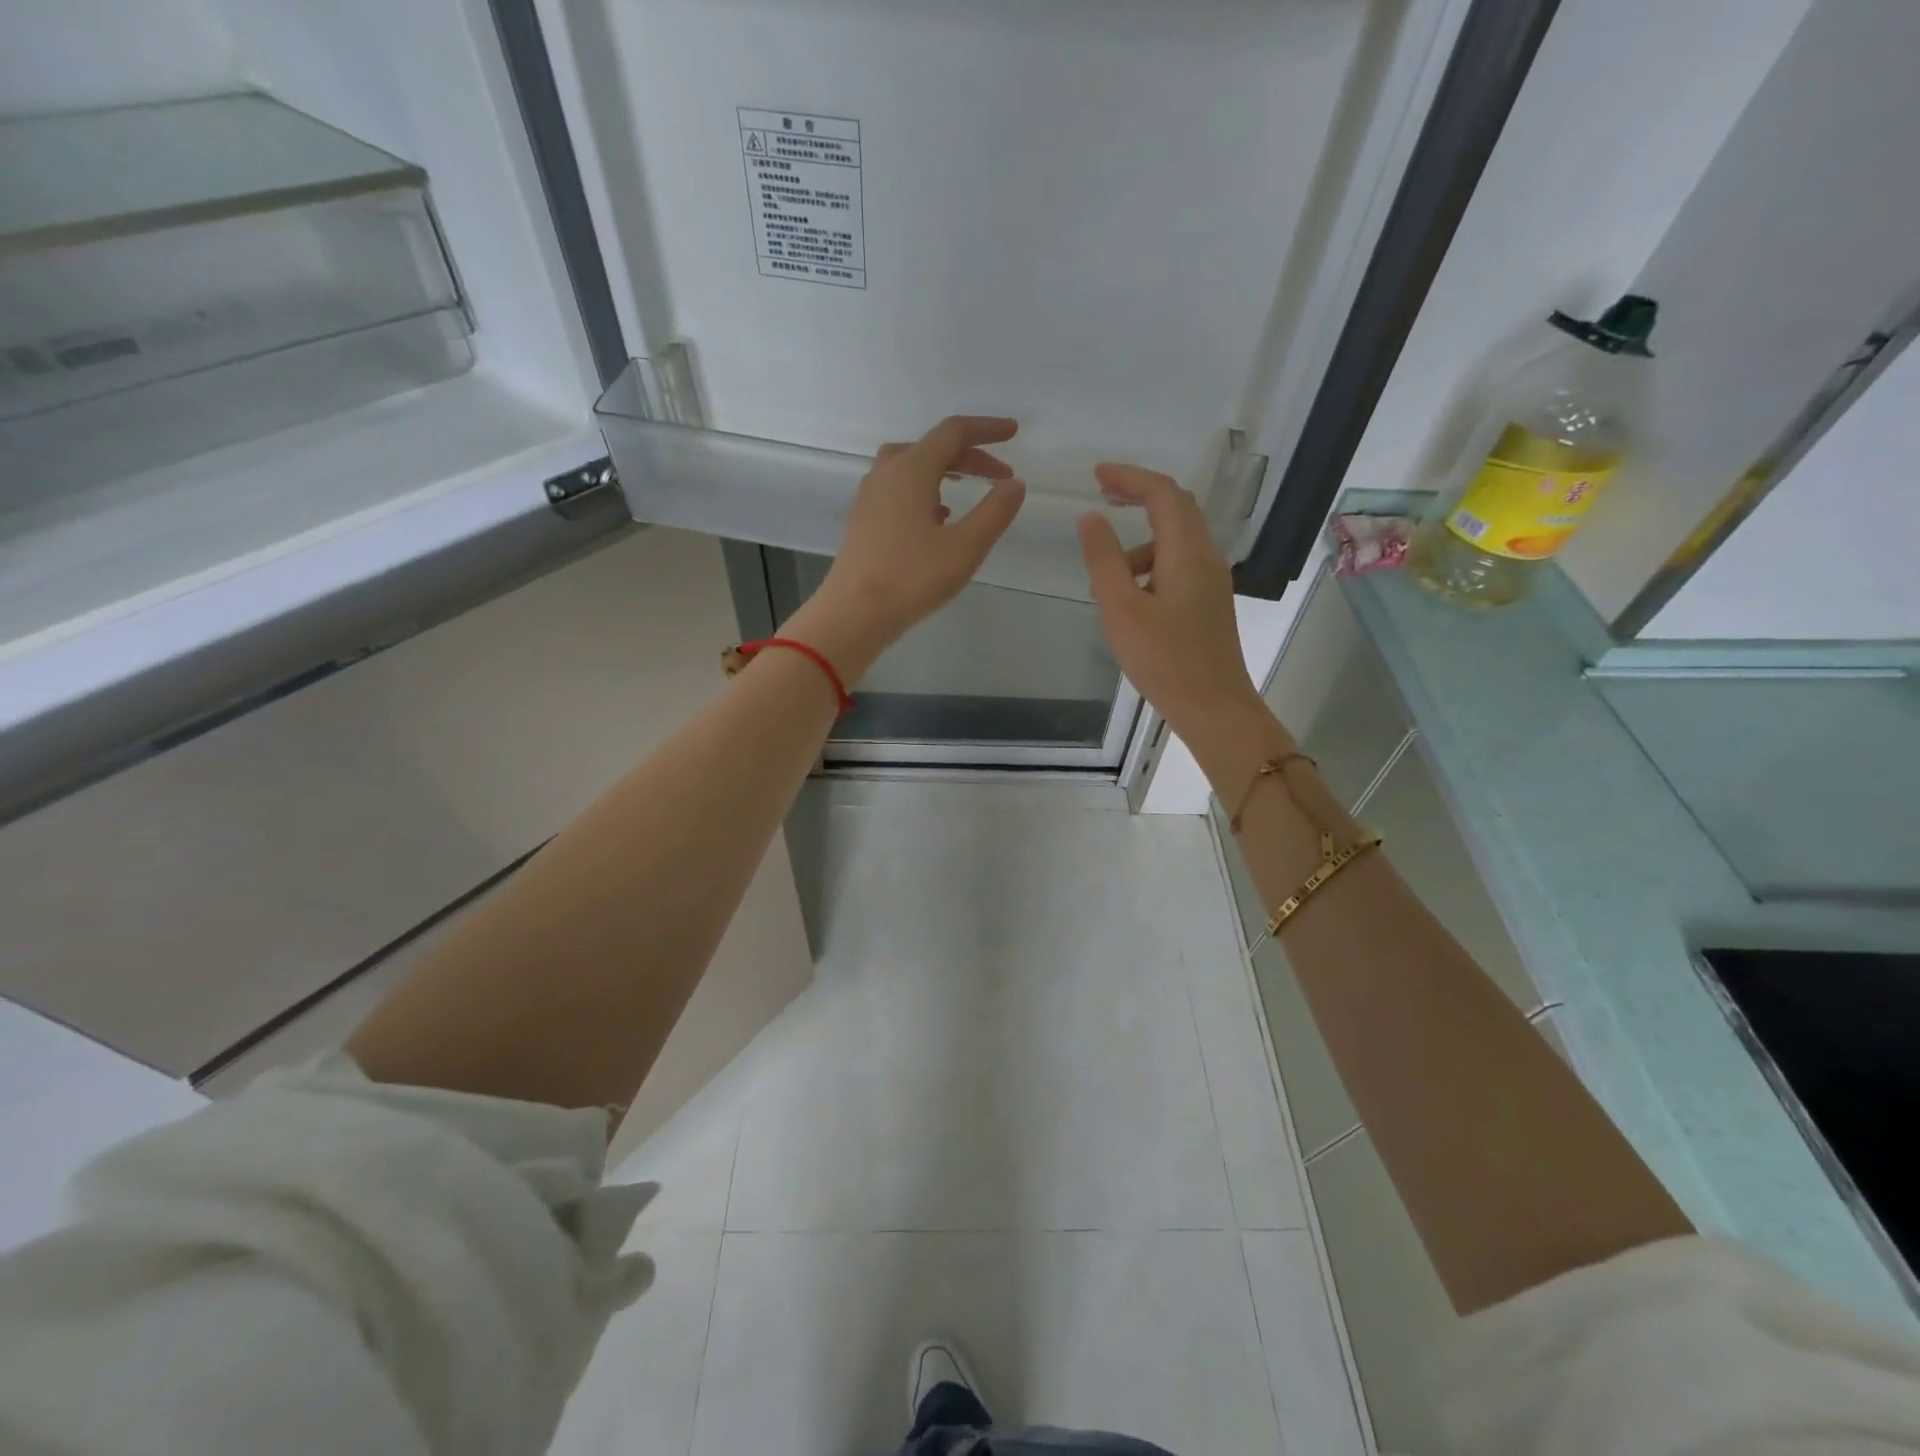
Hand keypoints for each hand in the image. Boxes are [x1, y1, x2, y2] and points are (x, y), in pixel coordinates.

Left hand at [789, 416, 1026, 679]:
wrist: (854, 614)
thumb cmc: (912, 578)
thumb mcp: (965, 548)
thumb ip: (995, 512)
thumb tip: (1014, 484)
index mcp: (912, 469)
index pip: (954, 433)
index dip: (987, 429)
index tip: (1013, 432)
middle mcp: (887, 473)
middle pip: (932, 447)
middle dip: (970, 455)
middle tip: (999, 475)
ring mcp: (870, 496)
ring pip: (911, 466)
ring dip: (944, 470)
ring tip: (968, 490)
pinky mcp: (863, 519)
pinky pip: (898, 489)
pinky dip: (924, 490)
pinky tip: (937, 518)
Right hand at [1077, 464, 1268, 746]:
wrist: (1213, 706)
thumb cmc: (1163, 660)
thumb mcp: (1121, 609)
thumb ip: (1104, 560)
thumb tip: (1090, 518)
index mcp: (1186, 552)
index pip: (1162, 493)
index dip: (1130, 477)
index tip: (1096, 475)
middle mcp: (1206, 556)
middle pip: (1177, 507)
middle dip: (1139, 495)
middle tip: (1102, 496)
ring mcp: (1212, 580)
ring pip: (1178, 538)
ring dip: (1141, 540)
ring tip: (1106, 574)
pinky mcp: (1210, 601)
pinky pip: (1181, 563)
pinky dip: (1152, 563)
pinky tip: (1131, 597)